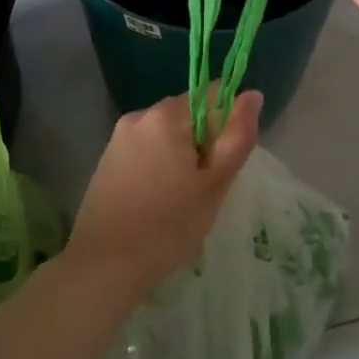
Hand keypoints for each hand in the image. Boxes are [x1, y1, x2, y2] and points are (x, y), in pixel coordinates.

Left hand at [66, 90, 262, 296]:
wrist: (105, 264)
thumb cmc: (169, 225)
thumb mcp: (214, 184)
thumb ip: (237, 136)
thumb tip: (253, 94)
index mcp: (166, 115)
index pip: (212, 95)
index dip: (228, 124)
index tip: (225, 161)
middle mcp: (140, 115)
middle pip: (188, 113)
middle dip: (204, 142)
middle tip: (205, 187)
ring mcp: (119, 137)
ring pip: (167, 134)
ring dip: (182, 155)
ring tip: (182, 198)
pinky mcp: (108, 158)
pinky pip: (147, 148)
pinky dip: (160, 165)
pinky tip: (159, 200)